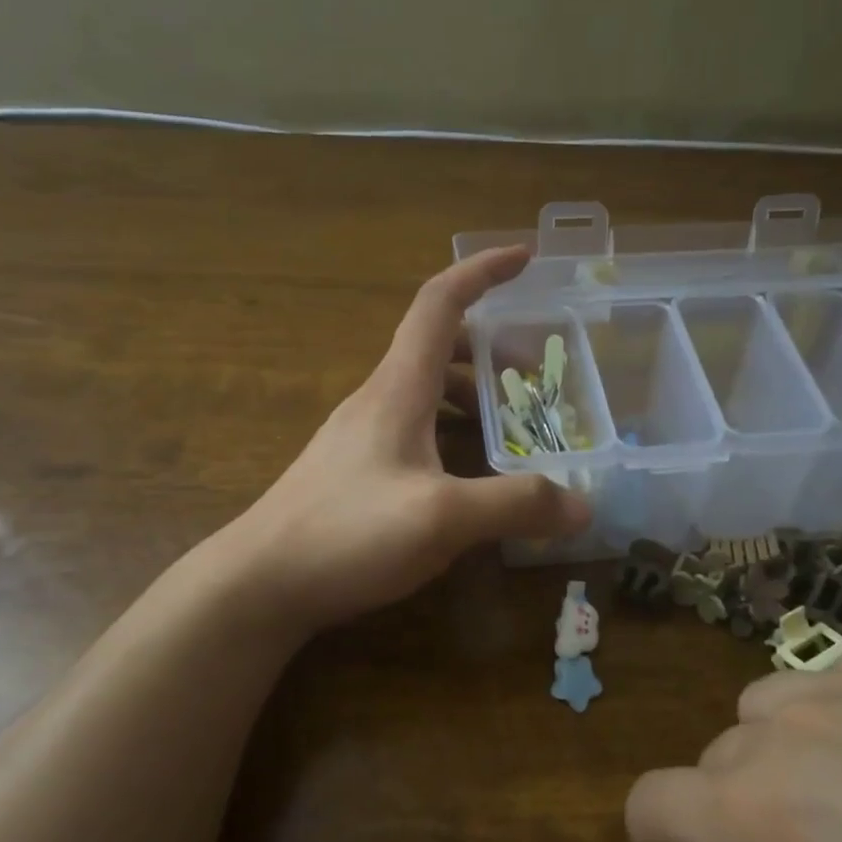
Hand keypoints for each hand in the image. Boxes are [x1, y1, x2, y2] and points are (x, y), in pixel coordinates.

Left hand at [236, 246, 590, 634]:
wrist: (259, 583)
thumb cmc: (346, 534)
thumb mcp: (442, 518)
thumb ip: (516, 505)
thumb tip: (583, 506)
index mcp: (399, 388)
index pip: (440, 303)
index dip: (482, 271)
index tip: (525, 257)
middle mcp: (378, 400)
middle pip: (438, 346)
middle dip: (490, 348)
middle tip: (535, 375)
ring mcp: (361, 436)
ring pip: (426, 391)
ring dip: (471, 394)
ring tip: (511, 428)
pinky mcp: (355, 470)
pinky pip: (414, 429)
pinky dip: (450, 432)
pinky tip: (467, 476)